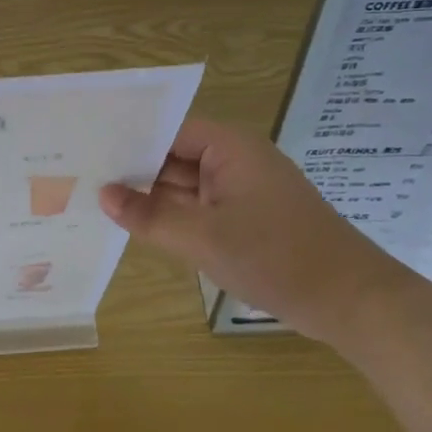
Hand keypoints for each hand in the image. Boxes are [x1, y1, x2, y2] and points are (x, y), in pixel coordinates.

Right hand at [100, 117, 405, 342]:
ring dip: (150, 196)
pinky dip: (172, 217)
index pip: (166, 130)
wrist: (351, 302)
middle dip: (133, 170)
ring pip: (183, 185)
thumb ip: (149, 216)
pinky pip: (198, 208)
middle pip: (172, 156)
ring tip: (95, 200)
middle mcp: (234, 160)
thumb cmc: (277, 257)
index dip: (128, 140)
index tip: (86, 151)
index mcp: (229, 147)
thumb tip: (103, 195)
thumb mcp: (203, 238)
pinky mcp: (245, 218)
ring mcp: (240, 191)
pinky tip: (136, 225)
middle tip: (80, 177)